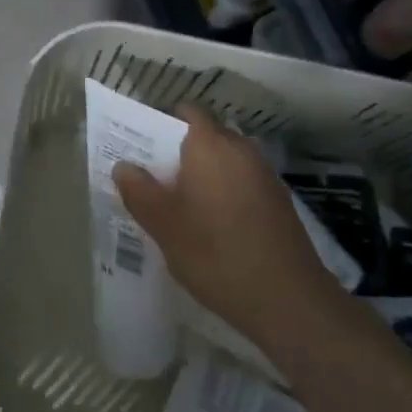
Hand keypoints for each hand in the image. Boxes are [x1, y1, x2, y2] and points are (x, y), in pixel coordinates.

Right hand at [112, 106, 346, 364]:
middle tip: (154, 179)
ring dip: (204, 174)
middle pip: (205, 136)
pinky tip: (213, 225)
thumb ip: (139, 190)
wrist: (288, 299)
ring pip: (225, 160)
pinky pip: (242, 182)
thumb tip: (124, 166)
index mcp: (210, 144)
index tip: (142, 145)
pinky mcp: (279, 200)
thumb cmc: (215, 253)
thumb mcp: (163, 225)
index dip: (162, 123)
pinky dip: (225, 192)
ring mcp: (264, 173)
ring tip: (180, 205)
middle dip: (180, 152)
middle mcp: (240, 148)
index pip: (186, 112)